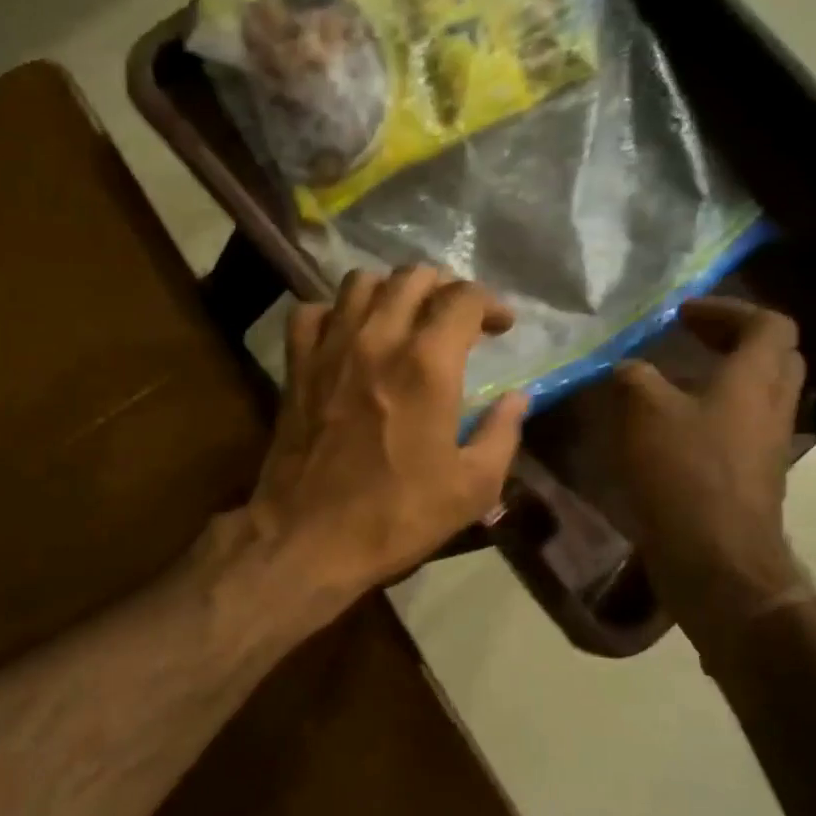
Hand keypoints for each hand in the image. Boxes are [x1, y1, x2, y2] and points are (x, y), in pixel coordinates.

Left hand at [242, 266, 527, 603]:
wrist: (309, 538)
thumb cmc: (396, 517)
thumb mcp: (472, 488)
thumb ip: (502, 434)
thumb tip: (518, 398)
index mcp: (427, 365)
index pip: (462, 297)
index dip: (489, 302)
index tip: (500, 327)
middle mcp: (376, 340)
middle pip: (411, 277)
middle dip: (443, 288)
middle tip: (455, 318)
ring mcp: (330, 350)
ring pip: (359, 283)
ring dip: (389, 291)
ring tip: (403, 318)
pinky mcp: (296, 367)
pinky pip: (310, 313)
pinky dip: (332, 313)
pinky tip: (346, 334)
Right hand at [609, 297, 807, 631]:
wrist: (714, 555)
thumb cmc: (683, 472)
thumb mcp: (642, 411)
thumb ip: (633, 376)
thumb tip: (627, 367)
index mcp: (755, 378)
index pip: (767, 323)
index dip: (727, 309)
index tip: (681, 314)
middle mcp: (772, 405)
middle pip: (773, 357)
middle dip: (732, 341)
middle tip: (687, 341)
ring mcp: (767, 444)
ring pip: (756, 395)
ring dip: (721, 380)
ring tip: (671, 384)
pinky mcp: (752, 476)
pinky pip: (739, 428)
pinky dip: (711, 415)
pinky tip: (669, 430)